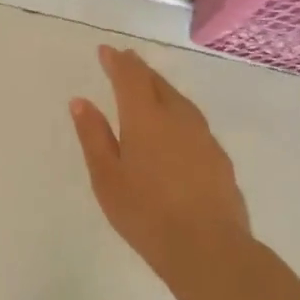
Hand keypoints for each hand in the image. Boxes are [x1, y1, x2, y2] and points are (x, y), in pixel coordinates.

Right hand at [69, 45, 254, 293]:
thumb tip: (80, 102)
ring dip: (161, 88)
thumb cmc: (145, 213)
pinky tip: (176, 127)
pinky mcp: (219, 158)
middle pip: (158, 84)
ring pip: (180, 101)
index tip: (106, 50)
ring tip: (150, 87)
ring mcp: (203, 137)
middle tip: (126, 60)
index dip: (117, 62)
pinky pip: (193, 121)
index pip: (130, 78)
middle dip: (139, 70)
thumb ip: (93, 136)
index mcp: (145, 119)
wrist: (209, 249)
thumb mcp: (106, 176)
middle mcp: (177, 119)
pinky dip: (178, 112)